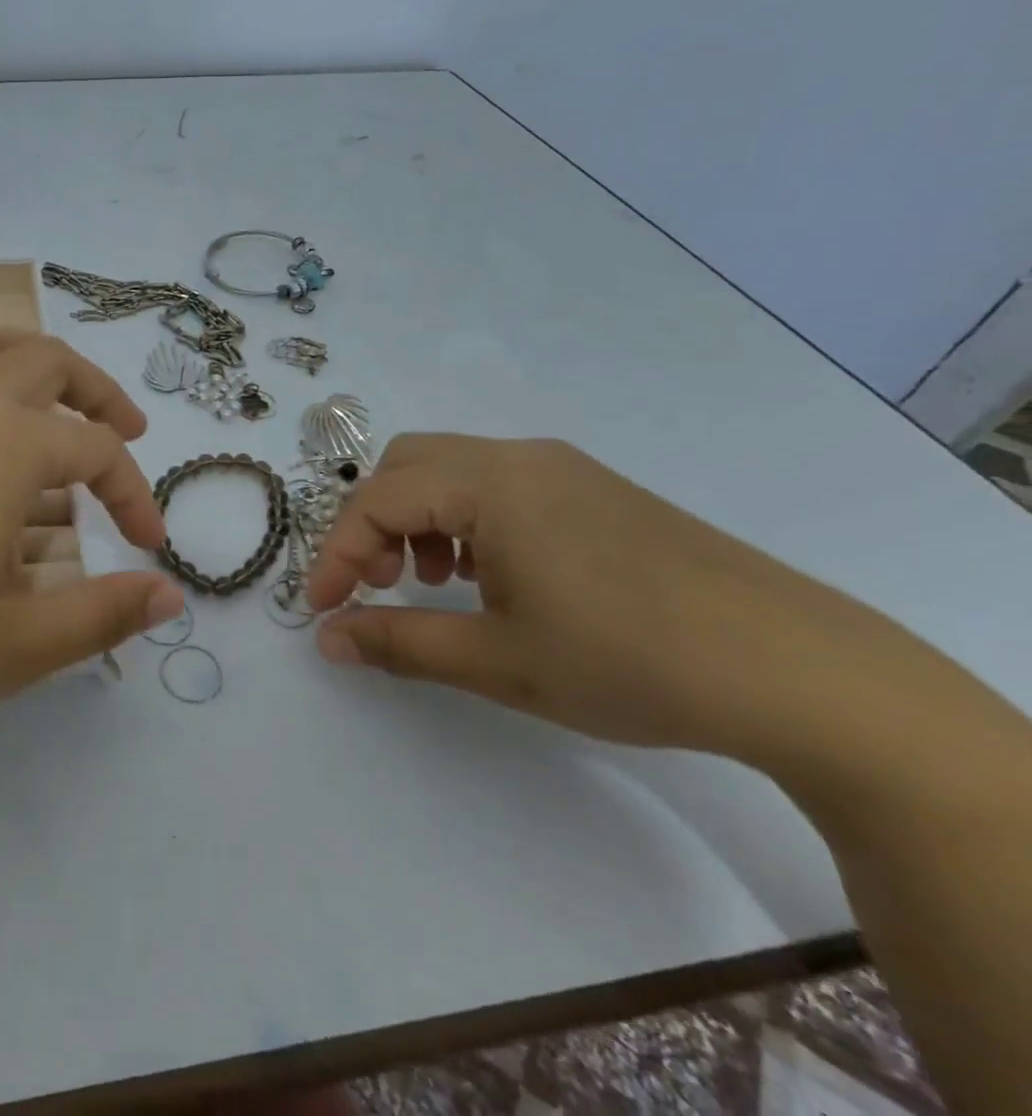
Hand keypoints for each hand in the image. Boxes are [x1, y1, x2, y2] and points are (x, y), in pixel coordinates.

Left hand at [0, 323, 179, 722]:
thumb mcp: (14, 644)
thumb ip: (101, 616)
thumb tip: (170, 594)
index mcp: (9, 445)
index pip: (99, 453)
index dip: (134, 495)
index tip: (148, 545)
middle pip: (50, 363)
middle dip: (100, 395)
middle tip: (127, 432)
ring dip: (34, 359)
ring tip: (56, 397)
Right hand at [305, 434, 927, 762]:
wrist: (803, 672)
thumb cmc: (629, 660)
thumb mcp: (498, 661)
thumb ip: (398, 642)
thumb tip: (327, 637)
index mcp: (489, 483)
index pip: (376, 500)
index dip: (338, 553)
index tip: (326, 610)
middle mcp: (520, 458)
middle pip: (407, 465)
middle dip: (374, 523)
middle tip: (380, 585)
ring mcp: (564, 470)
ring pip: (452, 471)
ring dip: (419, 519)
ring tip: (435, 585)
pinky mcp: (597, 492)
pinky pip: (500, 485)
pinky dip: (465, 520)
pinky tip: (492, 577)